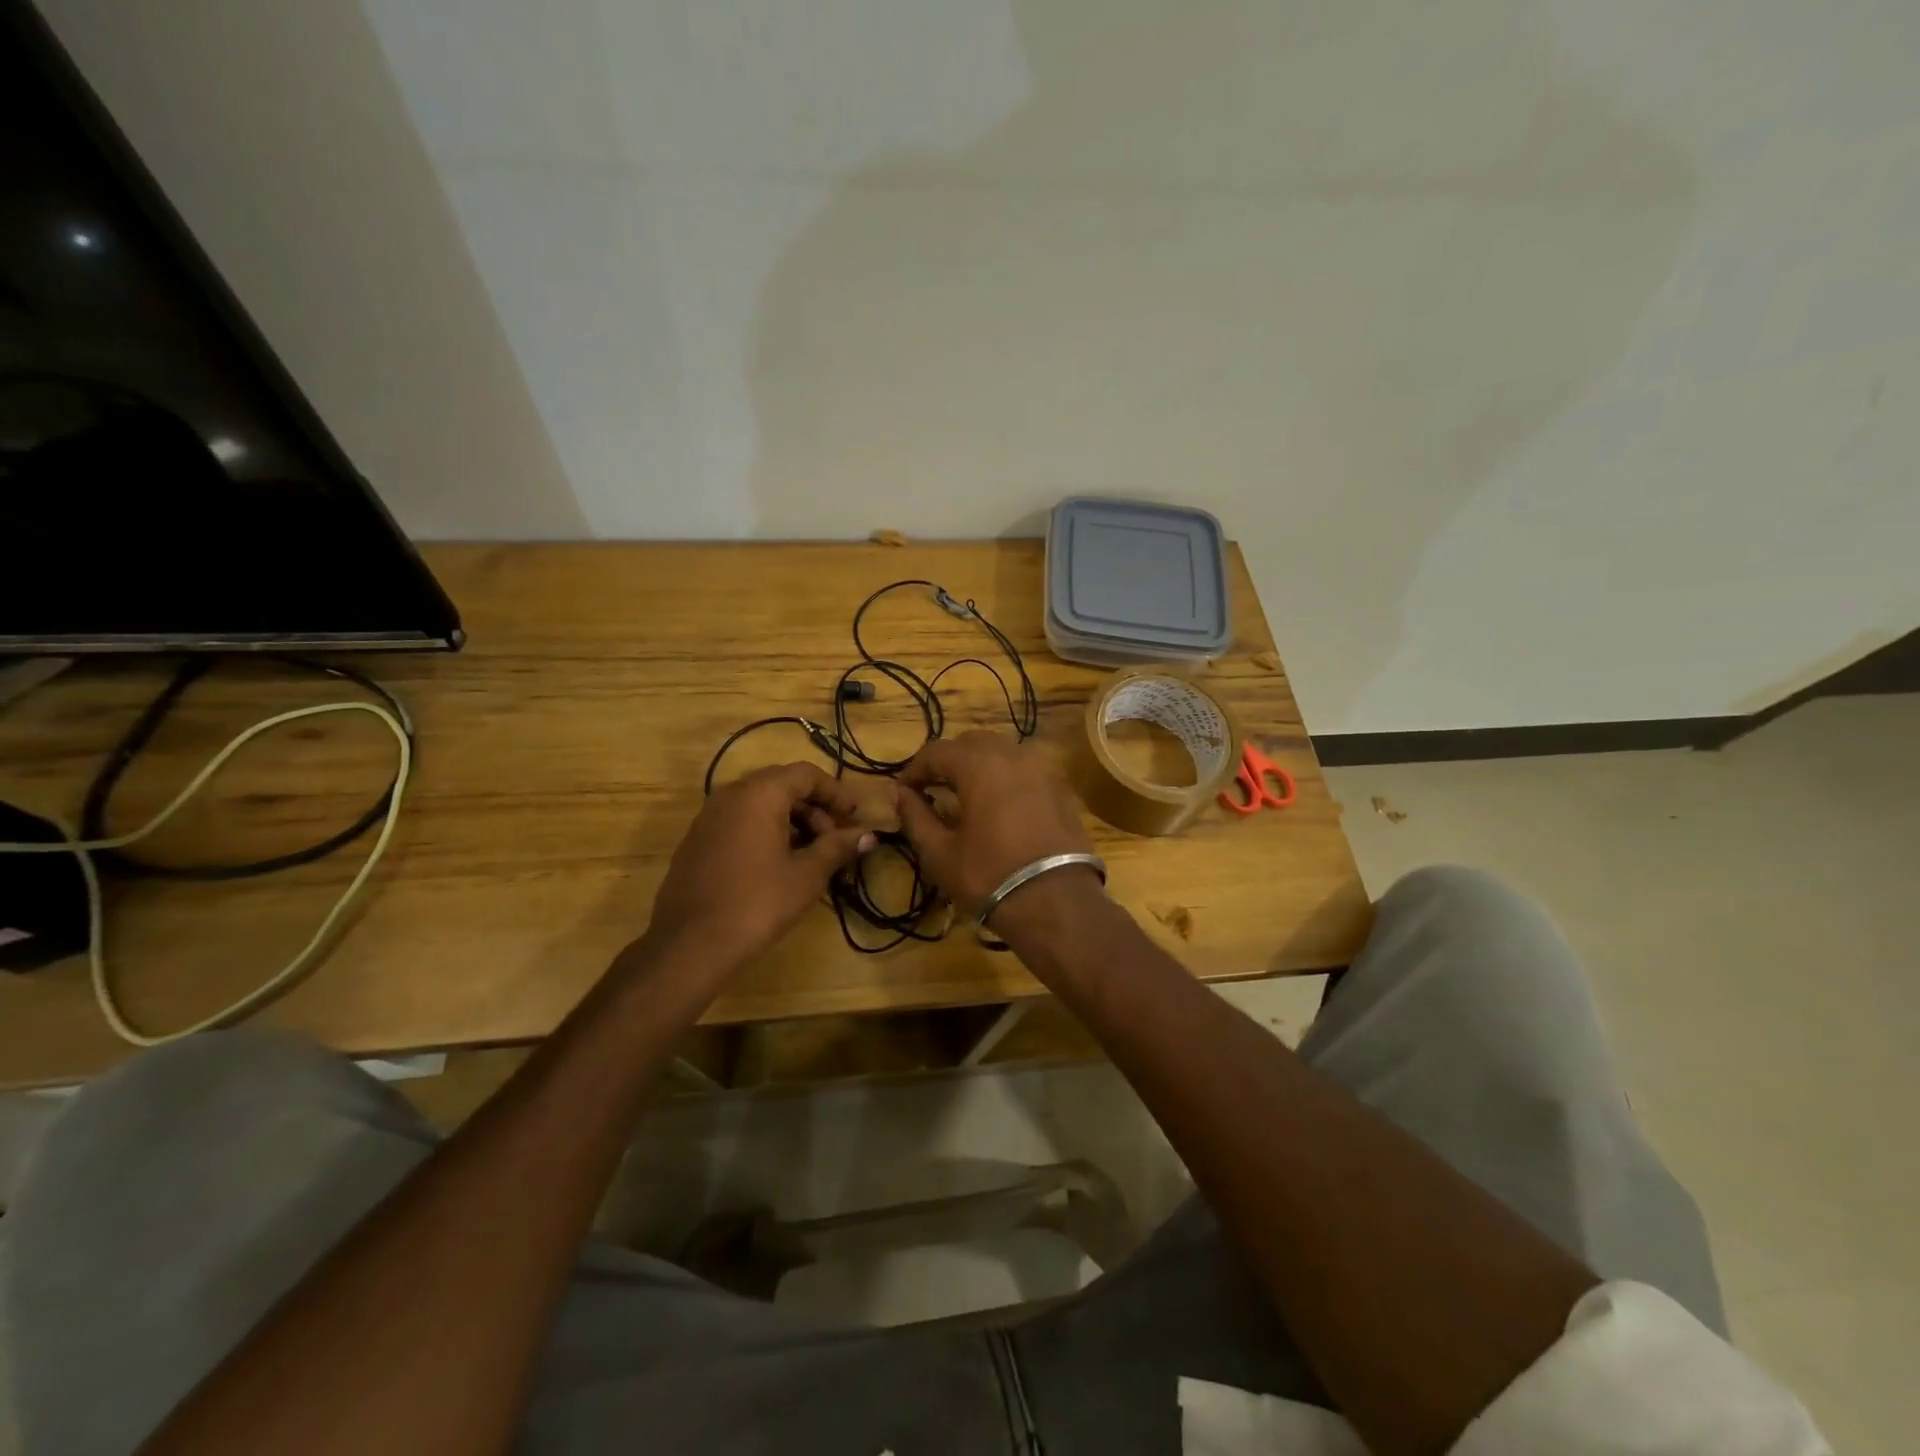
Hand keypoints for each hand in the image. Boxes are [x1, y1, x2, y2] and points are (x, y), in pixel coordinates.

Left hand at [649, 763, 874, 966]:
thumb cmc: (758, 902)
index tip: (856, 814)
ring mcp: (709, 817)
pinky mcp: (697, 840)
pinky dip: (766, 830)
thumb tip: (869, 835)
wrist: (690, 944)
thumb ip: (838, 847)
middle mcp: (731, 795)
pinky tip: (779, 863)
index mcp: (759, 794)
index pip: (805, 774)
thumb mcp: (807, 875)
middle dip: (814, 806)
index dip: (835, 791)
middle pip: (781, 785)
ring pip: (759, 803)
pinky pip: (740, 821)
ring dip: (791, 819)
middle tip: (836, 836)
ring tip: (812, 853)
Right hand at [894, 731, 1094, 921]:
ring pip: (1001, 753)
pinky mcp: (1060, 789)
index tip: (904, 792)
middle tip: (932, 789)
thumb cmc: (989, 876)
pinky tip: (998, 806)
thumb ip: (915, 817)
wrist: (1057, 903)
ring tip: (964, 796)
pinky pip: (1025, 771)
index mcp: (979, 764)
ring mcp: (1042, 769)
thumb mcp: (940, 853)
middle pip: (971, 744)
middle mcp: (1013, 755)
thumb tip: (901, 795)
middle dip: (948, 762)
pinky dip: (1005, 778)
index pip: (936, 751)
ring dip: (978, 767)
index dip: (914, 769)